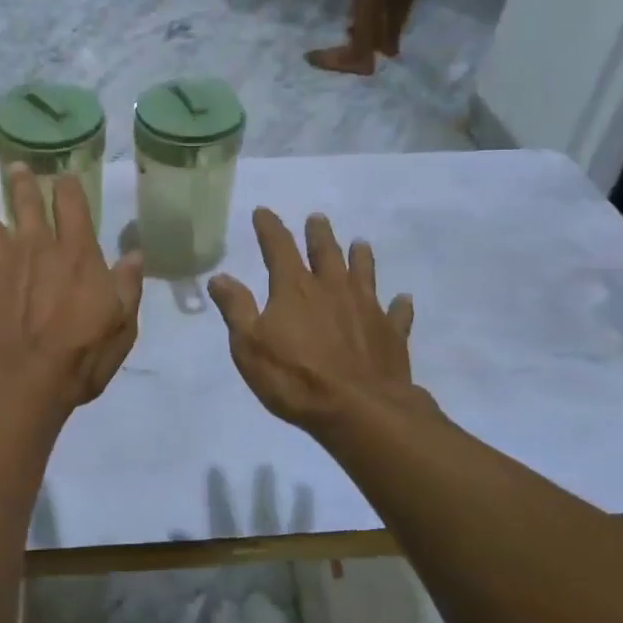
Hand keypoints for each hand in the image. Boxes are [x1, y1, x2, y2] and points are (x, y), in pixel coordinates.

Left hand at [0, 165, 143, 412]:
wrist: (20, 383)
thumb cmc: (80, 356)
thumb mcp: (122, 324)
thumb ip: (127, 285)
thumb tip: (134, 253)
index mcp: (75, 255)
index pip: (73, 208)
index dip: (68, 188)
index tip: (64, 174)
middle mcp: (34, 251)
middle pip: (26, 208)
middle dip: (21, 185)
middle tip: (15, 167)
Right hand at [208, 209, 419, 435]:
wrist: (359, 410)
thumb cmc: (295, 378)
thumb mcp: (249, 345)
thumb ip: (236, 308)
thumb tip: (219, 277)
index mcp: (295, 289)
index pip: (279, 247)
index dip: (270, 228)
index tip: (263, 212)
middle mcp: (332, 289)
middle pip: (326, 252)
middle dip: (318, 234)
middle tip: (317, 218)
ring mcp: (366, 309)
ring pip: (363, 273)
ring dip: (360, 257)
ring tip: (360, 243)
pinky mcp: (391, 333)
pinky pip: (397, 313)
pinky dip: (399, 305)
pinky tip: (403, 299)